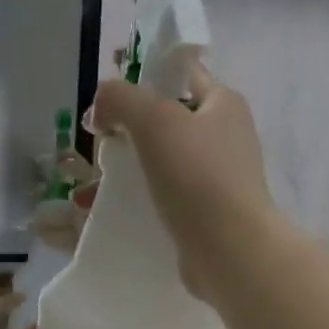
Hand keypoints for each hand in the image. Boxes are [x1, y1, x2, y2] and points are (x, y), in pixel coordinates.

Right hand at [89, 66, 284, 302]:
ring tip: (98, 189)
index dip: (144, 82)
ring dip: (134, 172)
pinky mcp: (209, 216)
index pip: (181, 76)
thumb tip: (99, 104)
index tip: (110, 107)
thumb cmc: (197, 178)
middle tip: (102, 150)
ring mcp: (220, 180)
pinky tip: (121, 213)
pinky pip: (170, 200)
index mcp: (224, 103)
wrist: (230, 251)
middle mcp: (227, 137)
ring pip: (167, 165)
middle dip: (133, 134)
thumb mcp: (154, 121)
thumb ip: (121, 100)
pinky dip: (145, 203)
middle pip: (171, 123)